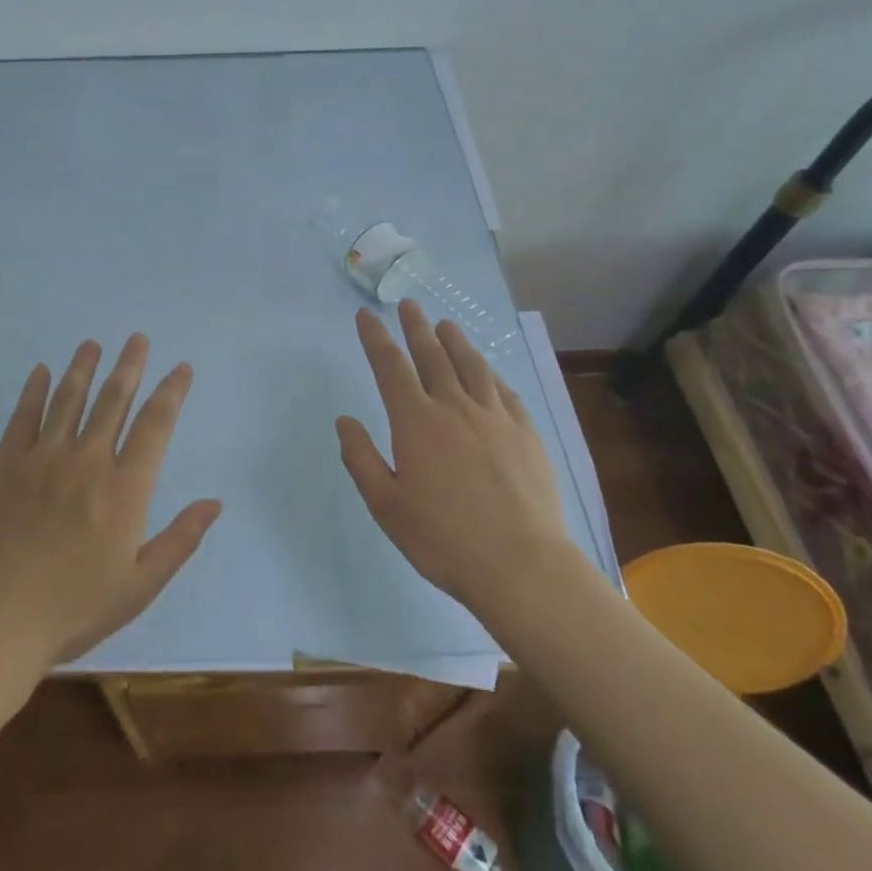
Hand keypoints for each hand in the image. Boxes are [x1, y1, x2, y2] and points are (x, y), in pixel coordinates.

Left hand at [0, 334, 221, 668]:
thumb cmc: (74, 608)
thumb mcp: (140, 585)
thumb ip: (180, 539)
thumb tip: (215, 502)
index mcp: (124, 489)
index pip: (155, 425)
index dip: (171, 392)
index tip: (181, 368)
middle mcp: (87, 461)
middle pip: (113, 400)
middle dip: (129, 365)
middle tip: (137, 338)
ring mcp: (43, 458)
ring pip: (69, 399)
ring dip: (83, 368)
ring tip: (92, 344)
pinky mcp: (6, 464)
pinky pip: (23, 416)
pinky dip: (34, 390)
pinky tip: (40, 371)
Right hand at [335, 299, 569, 611]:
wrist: (521, 566)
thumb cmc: (443, 539)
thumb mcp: (386, 506)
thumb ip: (362, 459)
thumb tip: (345, 421)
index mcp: (416, 423)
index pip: (390, 367)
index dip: (376, 338)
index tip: (366, 316)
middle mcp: (455, 408)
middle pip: (432, 356)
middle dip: (416, 327)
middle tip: (408, 304)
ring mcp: (495, 418)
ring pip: (472, 366)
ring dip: (455, 341)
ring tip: (445, 324)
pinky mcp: (526, 434)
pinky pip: (505, 391)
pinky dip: (490, 373)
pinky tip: (487, 370)